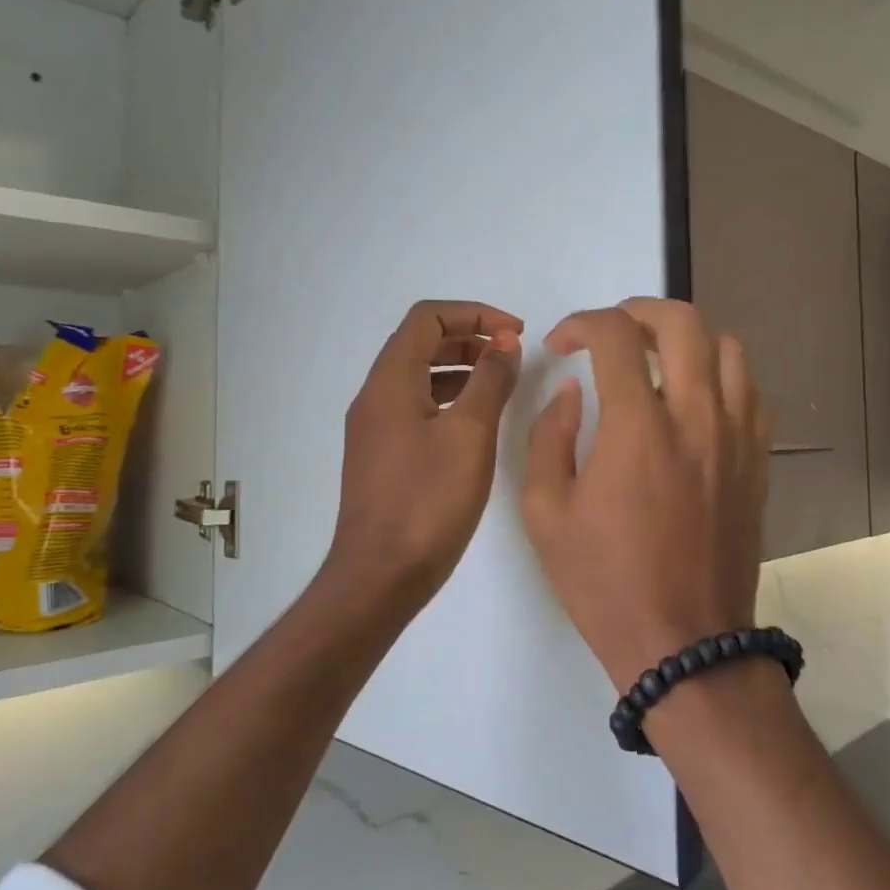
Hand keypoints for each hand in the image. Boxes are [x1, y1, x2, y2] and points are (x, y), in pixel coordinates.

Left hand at [323, 300, 522, 614]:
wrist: (380, 575)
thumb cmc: (428, 501)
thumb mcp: (470, 434)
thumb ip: (490, 381)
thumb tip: (504, 344)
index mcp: (390, 381)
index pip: (427, 318)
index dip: (474, 314)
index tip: (515, 333)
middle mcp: (375, 396)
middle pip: (420, 343)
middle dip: (469, 338)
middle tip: (512, 354)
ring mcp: (374, 428)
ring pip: (418, 376)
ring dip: (460, 368)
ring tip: (501, 383)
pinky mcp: (382, 455)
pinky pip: (416, 406)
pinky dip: (449, 399)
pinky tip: (476, 422)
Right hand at [522, 299, 770, 692]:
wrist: (685, 644)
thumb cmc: (605, 582)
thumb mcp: (546, 514)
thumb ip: (549, 438)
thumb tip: (572, 391)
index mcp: (638, 427)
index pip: (615, 335)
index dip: (581, 323)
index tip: (562, 343)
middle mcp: (696, 417)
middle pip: (683, 322)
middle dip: (639, 310)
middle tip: (612, 332)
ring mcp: (736, 438)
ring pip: (729, 349)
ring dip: (687, 340)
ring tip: (657, 361)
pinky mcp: (758, 463)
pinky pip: (752, 394)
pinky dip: (722, 378)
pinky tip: (696, 403)